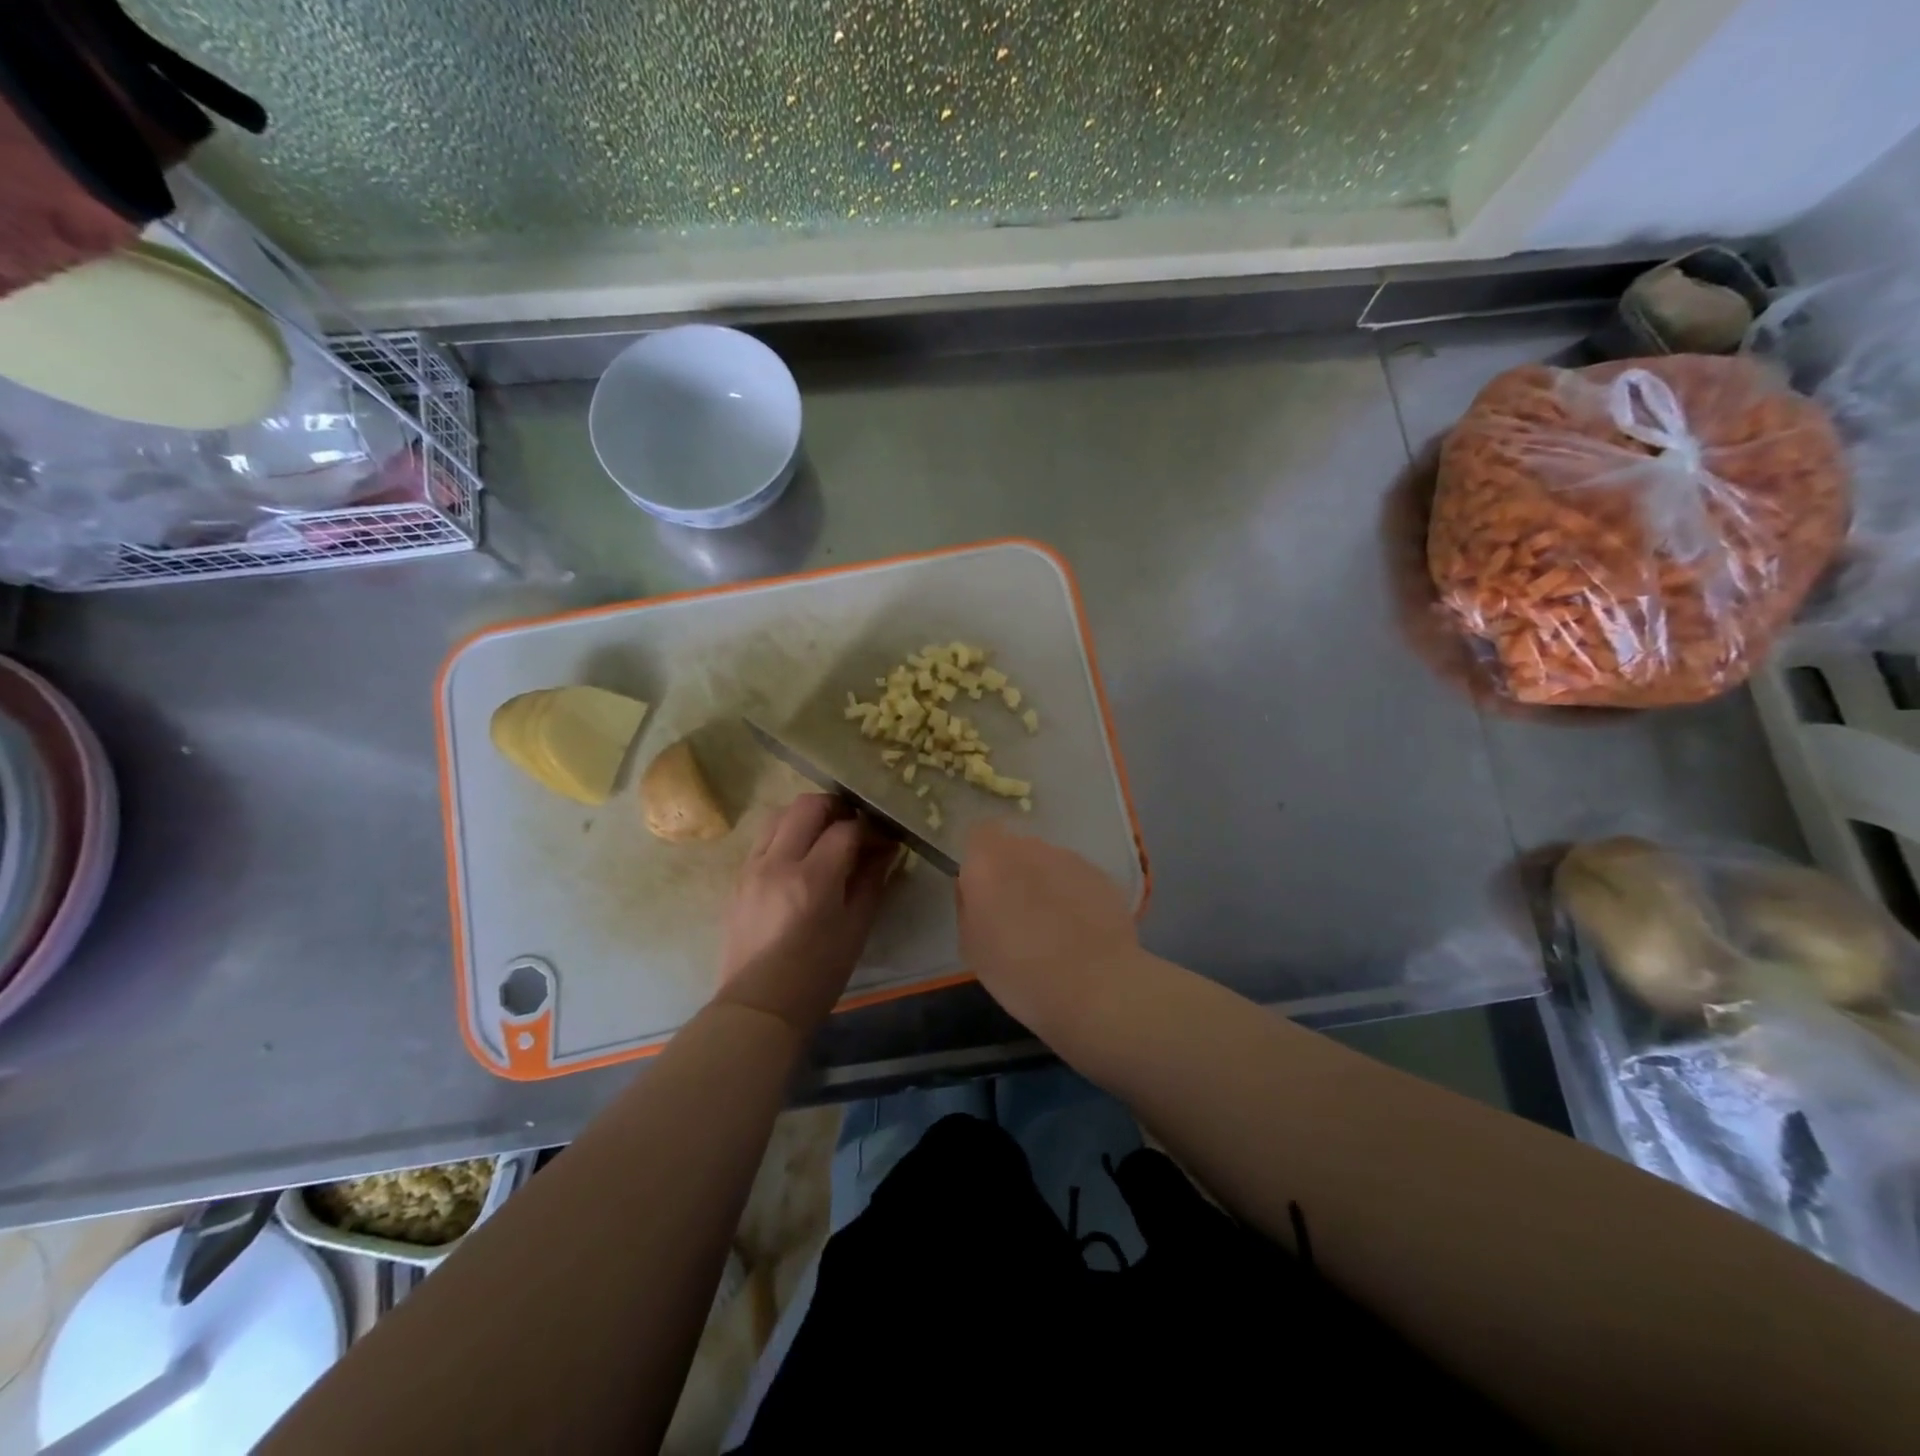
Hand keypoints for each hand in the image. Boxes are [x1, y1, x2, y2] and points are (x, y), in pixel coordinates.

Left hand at [716, 794, 896, 1033]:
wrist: (759, 1006)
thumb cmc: (817, 974)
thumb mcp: (856, 928)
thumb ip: (871, 881)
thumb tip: (886, 849)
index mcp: (813, 878)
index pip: (847, 829)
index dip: (870, 829)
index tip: (884, 840)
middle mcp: (778, 862)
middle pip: (808, 805)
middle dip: (837, 808)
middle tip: (855, 826)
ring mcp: (752, 867)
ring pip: (780, 814)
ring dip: (807, 816)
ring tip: (825, 836)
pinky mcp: (738, 878)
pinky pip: (763, 839)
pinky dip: (785, 835)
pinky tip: (800, 857)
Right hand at [956, 819, 1139, 1038]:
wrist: (1097, 988)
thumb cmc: (1020, 973)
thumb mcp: (971, 948)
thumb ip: (968, 906)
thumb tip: (975, 891)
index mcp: (988, 861)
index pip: (978, 835)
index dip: (979, 860)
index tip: (982, 890)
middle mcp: (1028, 848)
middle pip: (1014, 848)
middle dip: (1013, 872)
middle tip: (1016, 912)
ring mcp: (1068, 858)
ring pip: (1047, 862)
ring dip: (1045, 883)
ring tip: (1054, 926)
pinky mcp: (1101, 874)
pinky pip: (1075, 878)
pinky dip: (1074, 895)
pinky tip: (1080, 930)